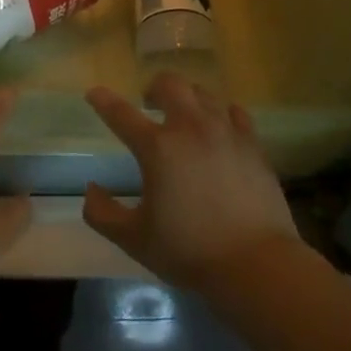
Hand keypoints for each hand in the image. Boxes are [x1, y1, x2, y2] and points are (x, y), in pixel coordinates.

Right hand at [82, 72, 302, 291]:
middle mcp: (191, 129)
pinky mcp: (254, 147)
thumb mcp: (133, 239)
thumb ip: (102, 213)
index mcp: (157, 148)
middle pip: (170, 84)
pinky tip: (218, 129)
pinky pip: (235, 113)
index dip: (103, 100)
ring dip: (187, 98)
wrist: (258, 266)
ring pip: (204, 94)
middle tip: (148, 105)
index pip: (121, 113)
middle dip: (154, 88)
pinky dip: (221, 114)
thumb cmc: (189, 251)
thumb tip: (92, 189)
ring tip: (183, 117)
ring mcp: (227, 134)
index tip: (94, 94)